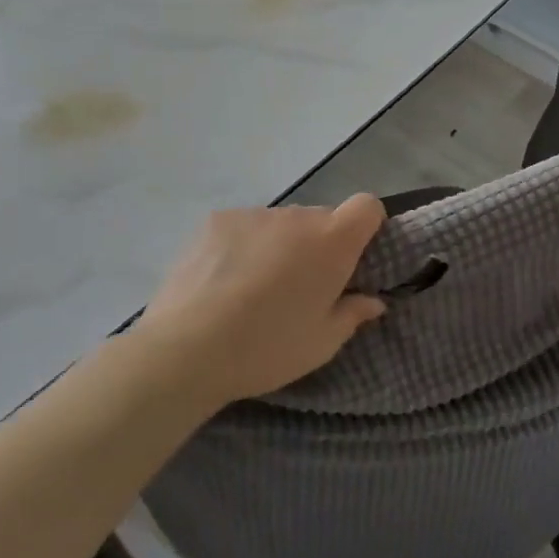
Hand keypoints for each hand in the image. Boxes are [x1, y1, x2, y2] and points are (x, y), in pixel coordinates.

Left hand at [131, 196, 387, 408]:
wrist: (186, 350)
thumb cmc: (268, 348)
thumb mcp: (322, 343)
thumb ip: (353, 314)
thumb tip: (372, 301)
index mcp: (332, 243)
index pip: (367, 207)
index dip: (367, 226)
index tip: (355, 258)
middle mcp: (297, 217)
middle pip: (322, 219)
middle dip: (321, 245)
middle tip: (302, 287)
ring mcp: (254, 215)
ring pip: (282, 224)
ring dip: (282, 245)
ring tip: (256, 287)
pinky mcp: (216, 221)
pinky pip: (247, 226)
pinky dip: (247, 245)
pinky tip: (225, 280)